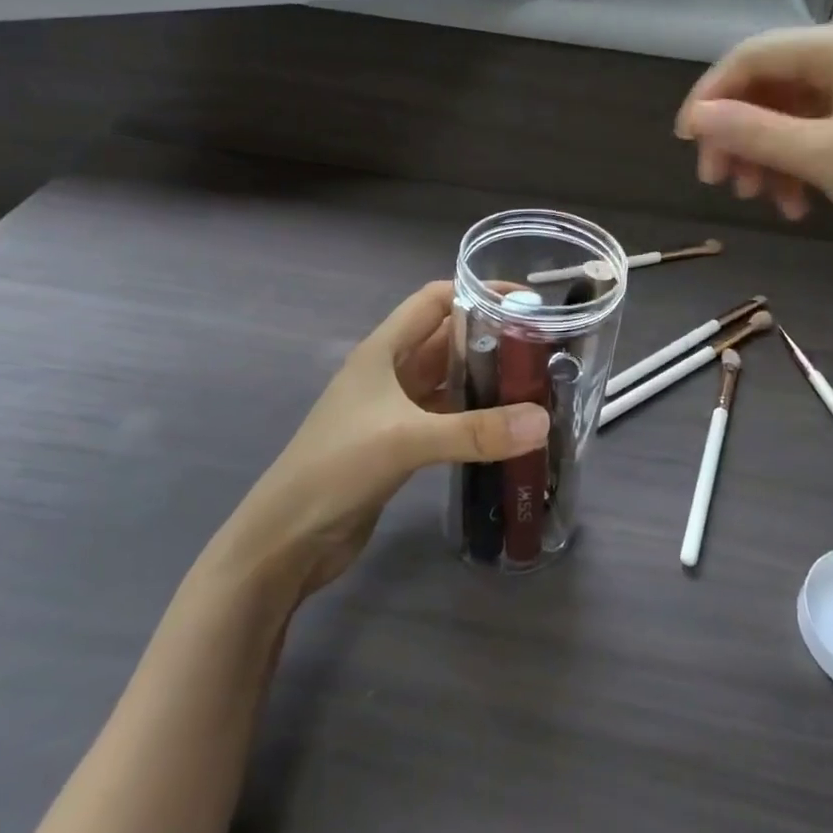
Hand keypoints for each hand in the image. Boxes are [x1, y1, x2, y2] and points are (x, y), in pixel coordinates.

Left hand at [215, 282, 549, 599]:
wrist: (288, 539)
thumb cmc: (336, 468)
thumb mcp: (406, 440)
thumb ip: (476, 431)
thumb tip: (543, 421)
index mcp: (383, 350)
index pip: (435, 301)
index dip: (477, 293)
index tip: (526, 302)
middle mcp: (390, 372)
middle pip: (448, 340)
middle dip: (492, 339)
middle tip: (545, 349)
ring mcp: (395, 410)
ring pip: (450, 381)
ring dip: (487, 381)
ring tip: (537, 386)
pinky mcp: (401, 444)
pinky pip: (448, 418)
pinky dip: (476, 419)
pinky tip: (509, 429)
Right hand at [675, 24, 832, 254]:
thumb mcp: (825, 156)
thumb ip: (754, 132)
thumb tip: (695, 117)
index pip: (752, 56)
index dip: (711, 96)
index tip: (686, 143)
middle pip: (768, 86)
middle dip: (738, 133)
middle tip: (718, 180)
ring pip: (789, 115)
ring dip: (764, 155)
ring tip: (758, 198)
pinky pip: (816, 135)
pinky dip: (796, 167)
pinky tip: (795, 205)